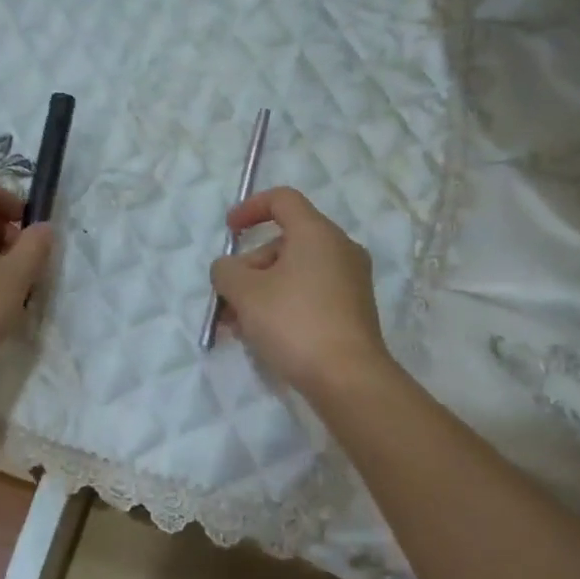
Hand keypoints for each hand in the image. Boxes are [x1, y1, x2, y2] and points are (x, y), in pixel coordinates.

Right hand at [210, 186, 391, 398]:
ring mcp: (351, 281)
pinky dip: (283, 304)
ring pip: (295, 273)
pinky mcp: (353, 310)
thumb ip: (226, 271)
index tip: (229, 231)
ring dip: (261, 291)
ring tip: (235, 325)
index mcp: (317, 233)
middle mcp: (340, 249)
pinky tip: (261, 335)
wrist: (348, 378)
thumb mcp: (245, 293)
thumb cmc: (294, 322)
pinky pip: (310, 294)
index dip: (250, 208)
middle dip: (249, 266)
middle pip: (285, 242)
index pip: (282, 200)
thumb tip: (228, 269)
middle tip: (227, 297)